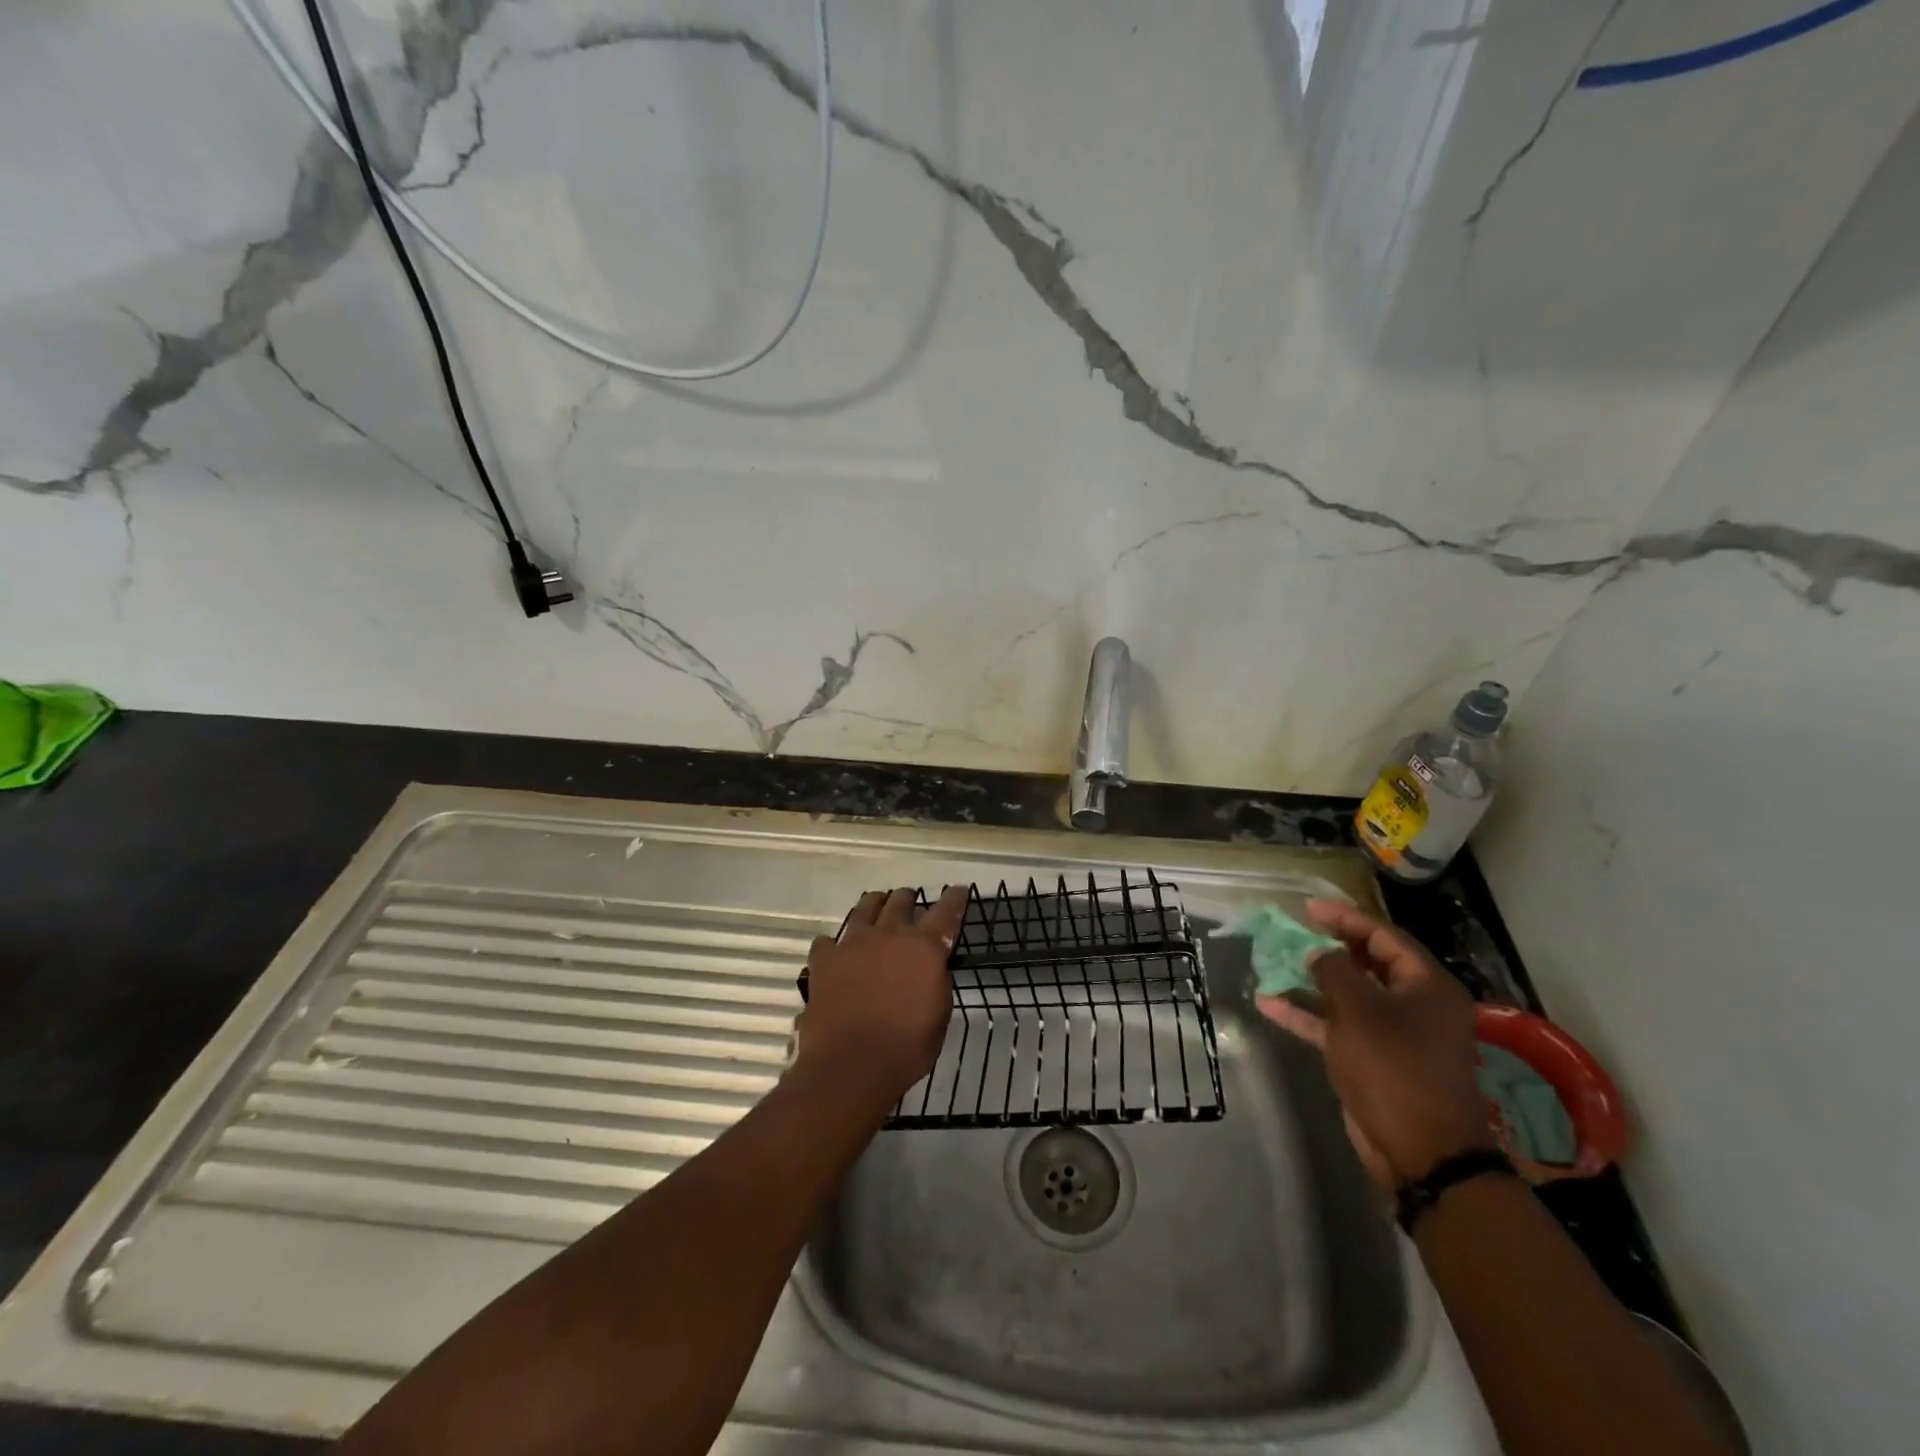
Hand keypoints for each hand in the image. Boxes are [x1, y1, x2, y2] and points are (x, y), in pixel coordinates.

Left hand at [794, 886, 967, 1100]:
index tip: (959, 890)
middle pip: (900, 901)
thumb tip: (932, 966)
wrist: (851, 1064)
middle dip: (908, 899)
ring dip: (874, 904)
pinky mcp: (825, 959)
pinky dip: (835, 943)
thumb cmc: (906, 1047)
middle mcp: (889, 934)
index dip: (955, 899)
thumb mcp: (939, 1015)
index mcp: (924, 947)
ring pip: (864, 908)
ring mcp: (853, 943)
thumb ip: (937, 981)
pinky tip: (835, 950)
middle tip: (911, 901)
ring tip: (876, 905)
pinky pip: (828, 940)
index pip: (946, 912)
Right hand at [1259, 899, 1493, 1189]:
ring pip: (1348, 996)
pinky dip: (1307, 1015)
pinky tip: (1269, 1004)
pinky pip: (1337, 1026)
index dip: (1345, 918)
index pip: (1384, 937)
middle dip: (1328, 947)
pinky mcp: (1374, 1059)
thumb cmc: (1394, 1067)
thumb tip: (1319, 953)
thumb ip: (1333, 970)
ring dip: (1312, 981)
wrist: (1421, 1151)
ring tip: (1275, 962)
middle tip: (1294, 930)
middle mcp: (1415, 1005)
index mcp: (1427, 985)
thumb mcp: (1359, 1010)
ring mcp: (1394, 1034)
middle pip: (1368, 963)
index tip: (1308, 907)